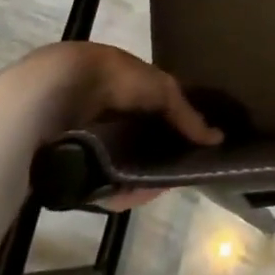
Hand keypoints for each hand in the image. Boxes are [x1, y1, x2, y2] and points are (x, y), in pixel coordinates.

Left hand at [11, 42, 221, 210]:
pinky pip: (100, 184)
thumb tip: (217, 140)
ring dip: (139, 176)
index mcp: (123, 83)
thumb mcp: (161, 89)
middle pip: (137, 141)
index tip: (192, 147)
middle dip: (156, 156)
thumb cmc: (114, 79)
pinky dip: (117, 190)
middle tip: (175, 172)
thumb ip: (186, 114)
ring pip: (120, 165)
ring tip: (156, 186)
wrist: (58, 92)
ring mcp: (85, 140)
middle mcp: (104, 110)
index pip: (154, 108)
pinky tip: (133, 194)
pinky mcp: (70, 167)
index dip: (173, 126)